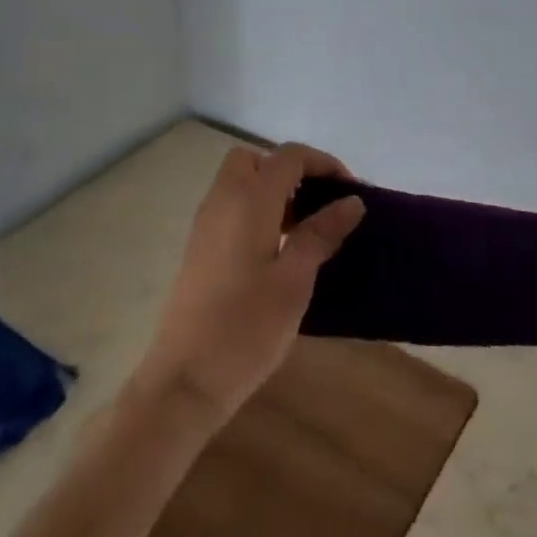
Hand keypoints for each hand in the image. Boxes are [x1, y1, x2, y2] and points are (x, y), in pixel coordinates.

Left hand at [131, 143, 364, 423]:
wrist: (184, 380)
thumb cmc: (246, 328)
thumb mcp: (294, 280)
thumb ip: (321, 234)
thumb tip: (352, 201)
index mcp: (248, 201)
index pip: (289, 156)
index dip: (323, 163)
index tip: (350, 192)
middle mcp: (222, 201)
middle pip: (256, 160)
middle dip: (290, 171)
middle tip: (317, 204)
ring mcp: (205, 224)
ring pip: (240, 182)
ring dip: (273, 191)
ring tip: (304, 231)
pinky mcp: (199, 247)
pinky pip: (230, 207)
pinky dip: (256, 211)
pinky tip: (277, 251)